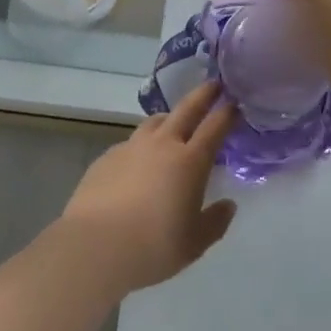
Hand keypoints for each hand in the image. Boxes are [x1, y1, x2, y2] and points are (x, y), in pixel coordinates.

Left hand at [59, 82, 237, 297]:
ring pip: (155, 121)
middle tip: (213, 84)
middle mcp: (163, 144)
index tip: (235, 104)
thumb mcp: (194, 243)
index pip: (215, 126)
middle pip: (187, 109)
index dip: (227, 113)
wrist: (95, 246)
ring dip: (169, 118)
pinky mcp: (107, 156)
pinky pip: (131, 143)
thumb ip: (215, 222)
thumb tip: (228, 205)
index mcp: (190, 161)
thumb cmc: (153, 246)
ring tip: (173, 123)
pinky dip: (141, 146)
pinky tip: (138, 163)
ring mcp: (132, 147)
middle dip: (203, 94)